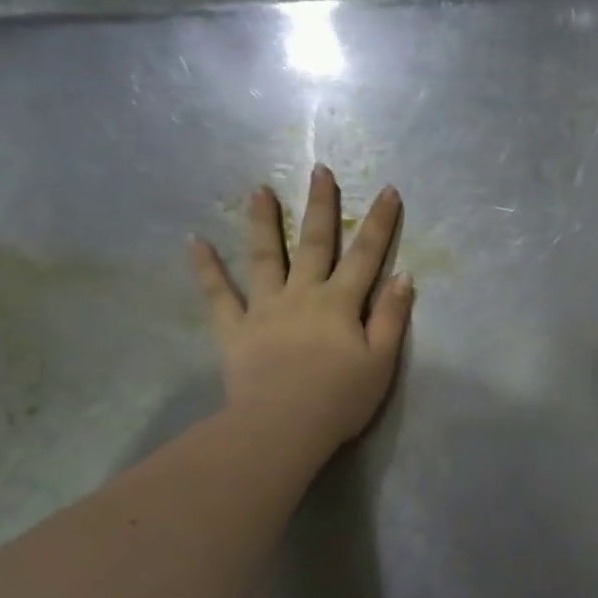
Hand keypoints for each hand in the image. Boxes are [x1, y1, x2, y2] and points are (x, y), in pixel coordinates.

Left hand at [190, 166, 412, 454]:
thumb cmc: (340, 399)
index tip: (388, 190)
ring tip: (259, 191)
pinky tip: (195, 242)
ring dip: (263, 223)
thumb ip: (391, 317)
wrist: (282, 427)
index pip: (367, 256)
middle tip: (319, 170)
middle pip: (315, 244)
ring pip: (264, 258)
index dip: (380, 223)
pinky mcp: (235, 330)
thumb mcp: (381, 361)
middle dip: (321, 206)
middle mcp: (302, 295)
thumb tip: (402, 275)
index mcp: (340, 304)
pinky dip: (206, 269)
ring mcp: (264, 309)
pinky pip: (218, 295)